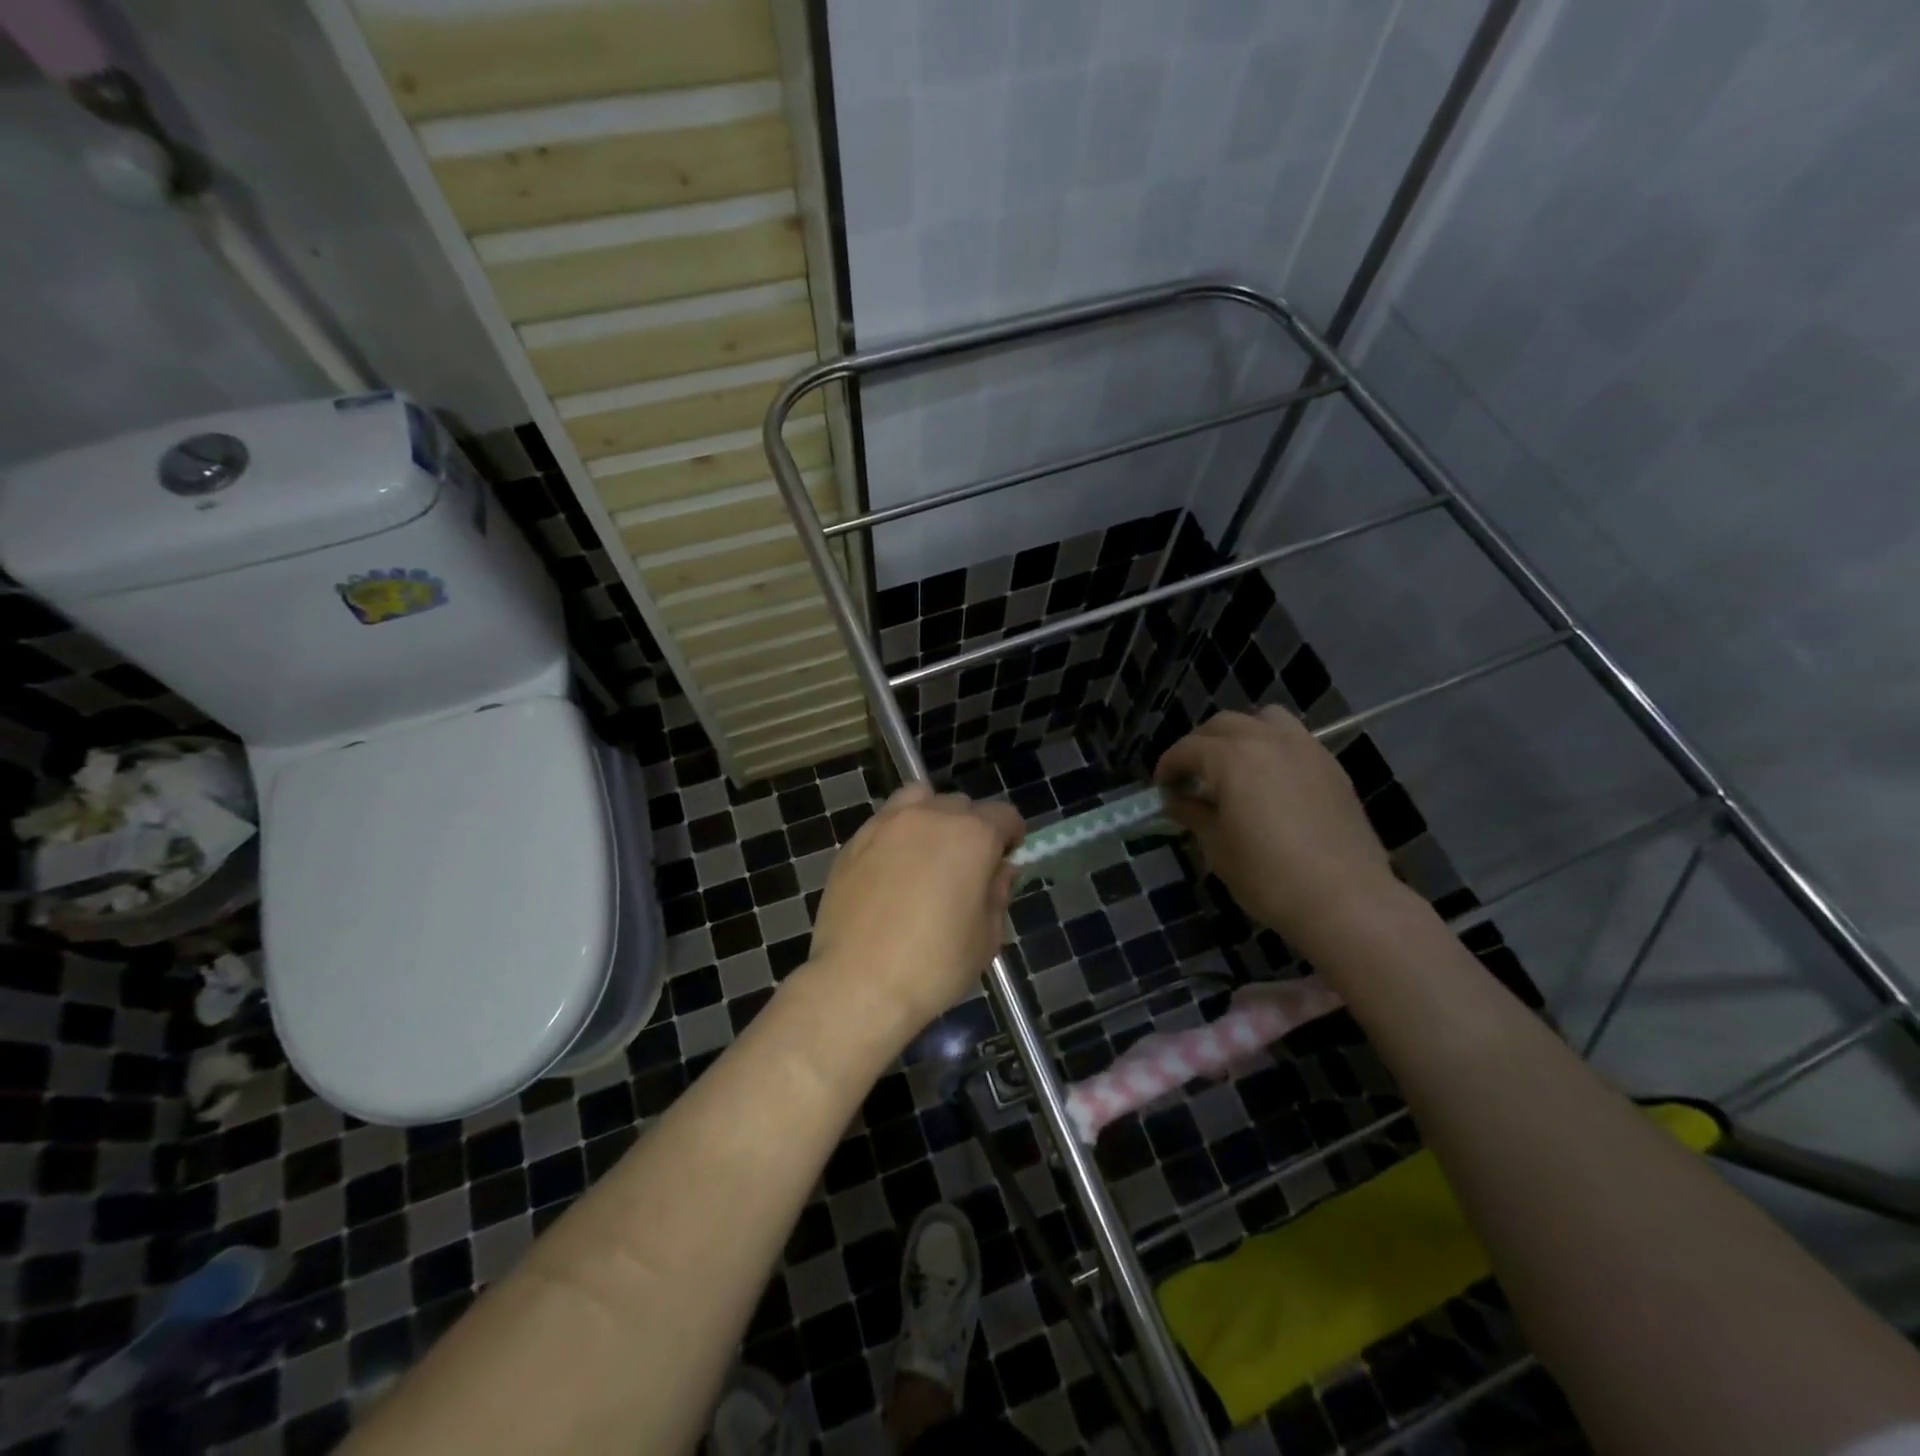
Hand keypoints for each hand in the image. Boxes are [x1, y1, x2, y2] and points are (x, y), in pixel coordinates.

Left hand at [807, 784, 1023, 1031]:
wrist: (859, 983)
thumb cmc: (934, 965)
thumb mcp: (986, 937)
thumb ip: (998, 893)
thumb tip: (999, 870)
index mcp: (972, 836)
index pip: (1004, 815)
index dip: (1011, 836)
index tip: (1006, 860)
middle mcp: (931, 816)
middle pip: (961, 805)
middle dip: (971, 828)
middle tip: (966, 867)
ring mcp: (887, 824)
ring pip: (918, 800)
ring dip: (931, 817)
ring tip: (927, 854)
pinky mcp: (854, 841)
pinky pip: (885, 822)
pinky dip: (897, 834)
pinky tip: (892, 870)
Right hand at [1154, 708, 1401, 949]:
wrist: (1346, 900)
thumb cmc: (1268, 876)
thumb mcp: (1218, 847)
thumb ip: (1194, 814)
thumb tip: (1177, 801)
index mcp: (1232, 758)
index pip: (1188, 748)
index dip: (1169, 766)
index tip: (1162, 787)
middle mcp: (1268, 740)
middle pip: (1223, 724)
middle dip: (1200, 745)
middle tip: (1191, 776)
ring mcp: (1305, 749)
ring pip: (1265, 719)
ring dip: (1241, 734)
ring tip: (1234, 766)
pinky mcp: (1331, 767)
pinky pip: (1294, 740)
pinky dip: (1273, 747)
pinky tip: (1271, 781)